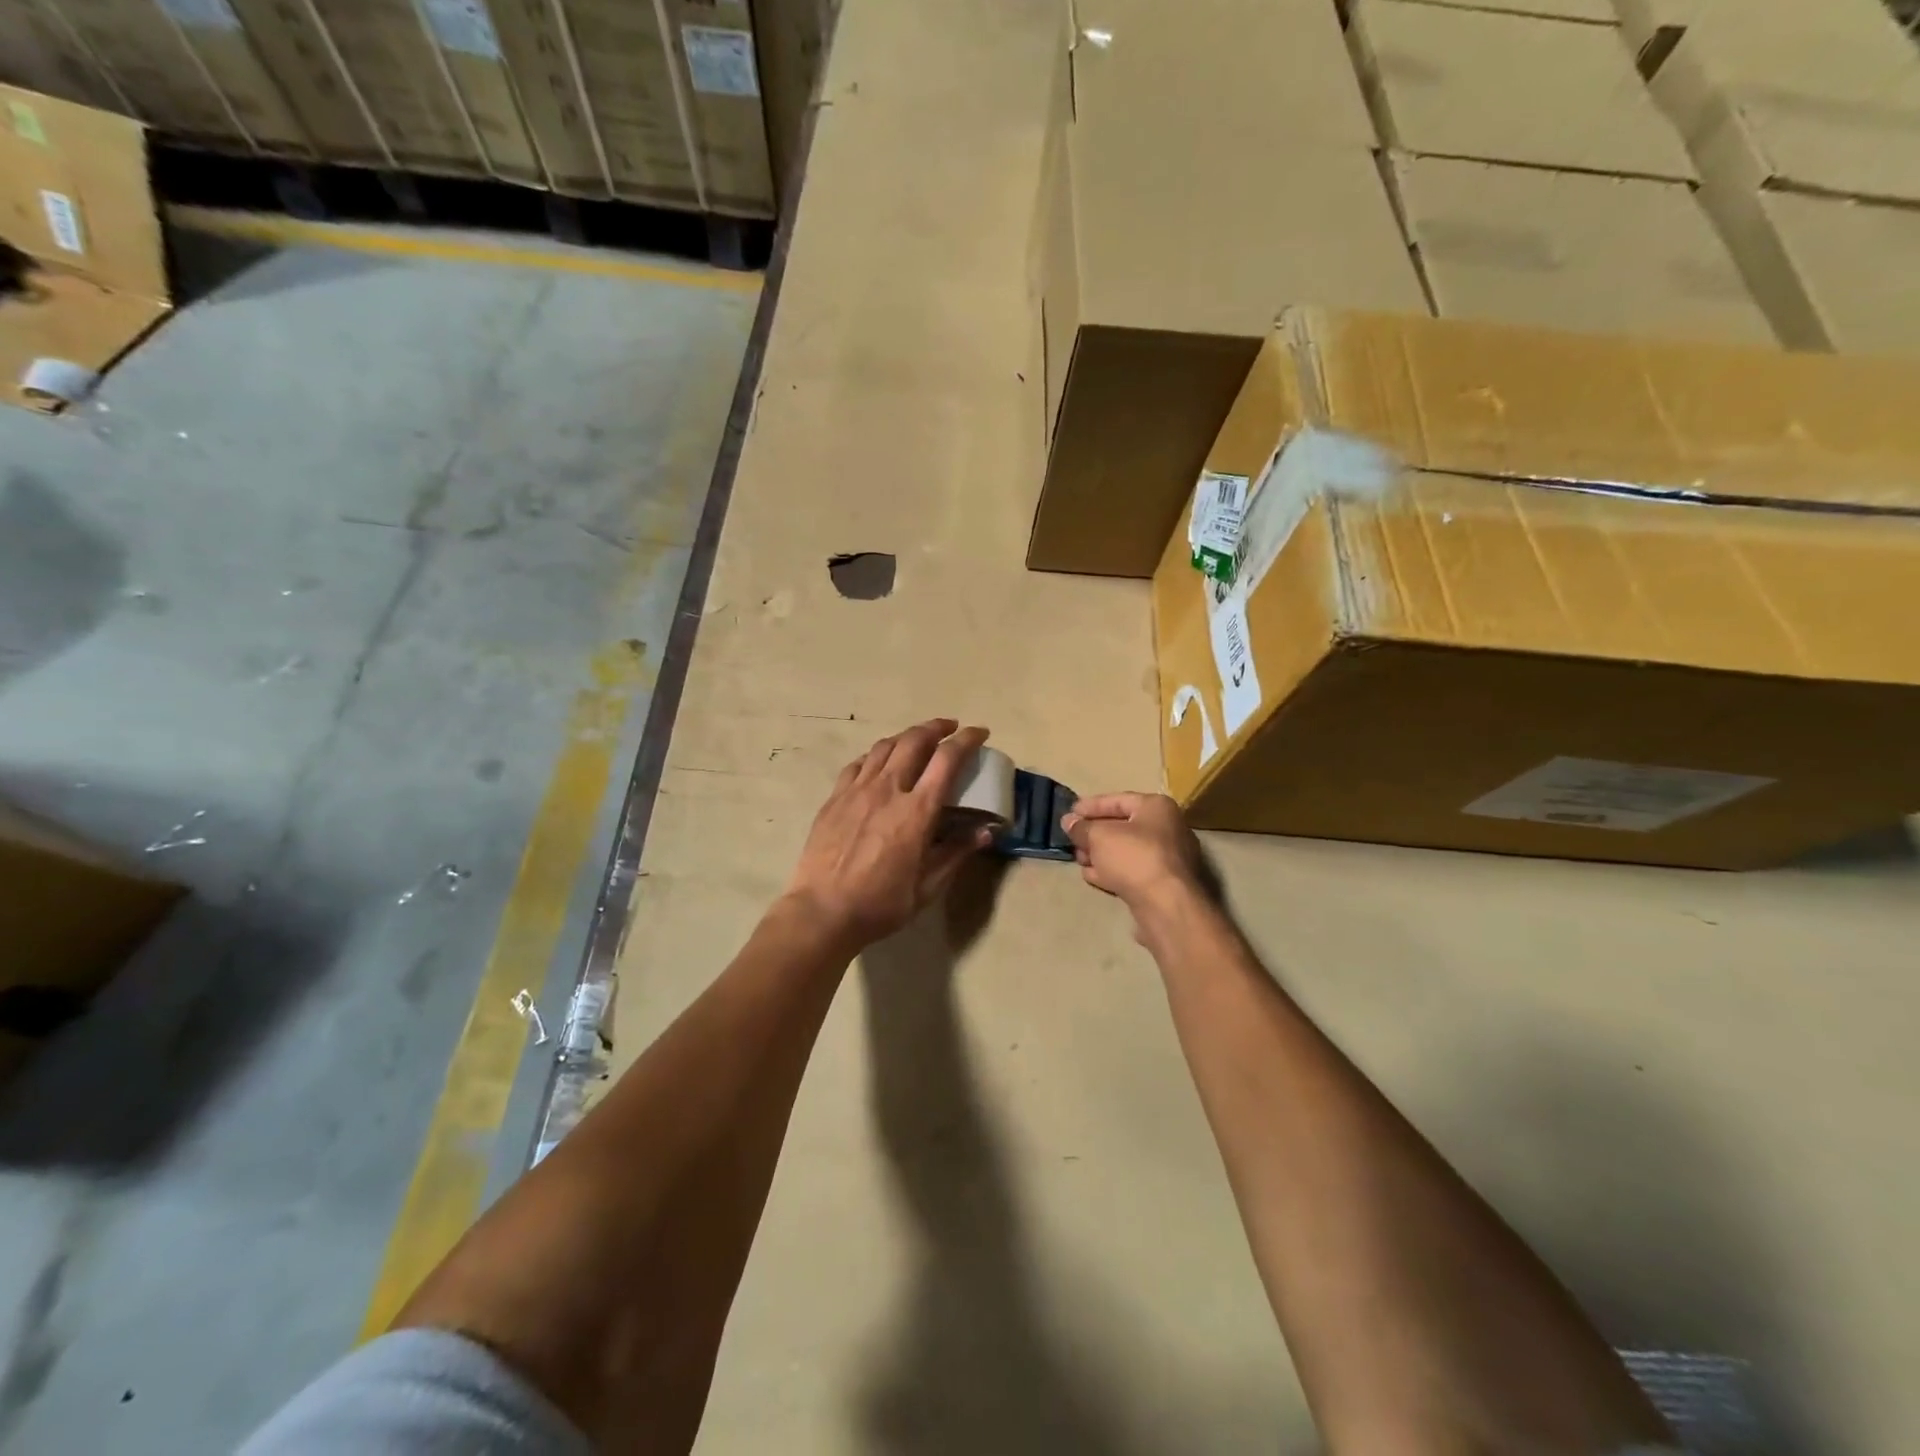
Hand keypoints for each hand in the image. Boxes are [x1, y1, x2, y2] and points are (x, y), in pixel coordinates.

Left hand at [784, 718, 992, 948]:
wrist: (822, 911)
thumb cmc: (881, 903)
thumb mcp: (928, 886)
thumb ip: (957, 853)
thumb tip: (986, 831)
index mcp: (917, 811)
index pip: (947, 759)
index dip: (967, 740)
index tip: (979, 733)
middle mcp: (888, 789)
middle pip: (914, 740)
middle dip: (936, 727)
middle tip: (950, 728)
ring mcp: (857, 790)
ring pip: (884, 746)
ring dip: (906, 735)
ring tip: (918, 738)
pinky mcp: (835, 798)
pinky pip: (858, 764)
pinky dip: (876, 755)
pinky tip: (879, 762)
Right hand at [1062, 793, 1204, 920]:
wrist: (1166, 905)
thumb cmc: (1134, 857)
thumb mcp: (1099, 836)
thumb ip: (1081, 828)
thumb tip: (1069, 822)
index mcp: (1157, 807)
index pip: (1117, 800)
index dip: (1090, 806)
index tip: (1069, 814)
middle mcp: (1167, 828)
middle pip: (1122, 826)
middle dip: (1093, 833)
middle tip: (1072, 839)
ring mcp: (1168, 858)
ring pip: (1126, 850)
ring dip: (1100, 853)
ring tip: (1078, 859)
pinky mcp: (1163, 883)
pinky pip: (1132, 870)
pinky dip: (1112, 870)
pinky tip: (1091, 875)